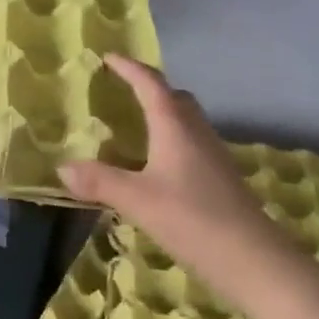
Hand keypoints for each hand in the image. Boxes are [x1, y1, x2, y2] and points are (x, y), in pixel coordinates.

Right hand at [61, 56, 275, 295]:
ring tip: (135, 125)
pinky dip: (171, 138)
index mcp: (174, 125)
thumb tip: (62, 168)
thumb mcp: (137, 200)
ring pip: (185, 119)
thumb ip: (100, 181)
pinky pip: (192, 142)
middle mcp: (196, 131)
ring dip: (162, 113)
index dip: (128, 67)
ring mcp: (213, 154)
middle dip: (148, 87)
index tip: (108, 57)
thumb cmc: (193, 220)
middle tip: (122, 89)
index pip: (149, 83)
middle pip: (173, 96)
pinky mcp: (221, 177)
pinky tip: (158, 164)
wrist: (256, 261)